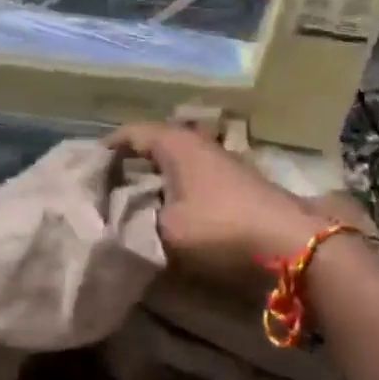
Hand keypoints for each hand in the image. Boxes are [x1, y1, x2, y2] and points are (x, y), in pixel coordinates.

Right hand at [109, 122, 332, 290]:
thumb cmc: (221, 229)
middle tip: (103, 187)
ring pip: (174, 162)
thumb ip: (136, 223)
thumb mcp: (165, 232)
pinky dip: (174, 189)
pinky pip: (192, 178)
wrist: (293, 246)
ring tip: (129, 202)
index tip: (85, 169)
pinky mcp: (237, 184)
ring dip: (153, 179)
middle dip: (128, 163)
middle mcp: (198, 144)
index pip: (130, 133)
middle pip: (153, 145)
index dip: (106, 149)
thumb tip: (121, 221)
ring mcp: (221, 162)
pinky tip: (166, 212)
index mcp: (175, 144)